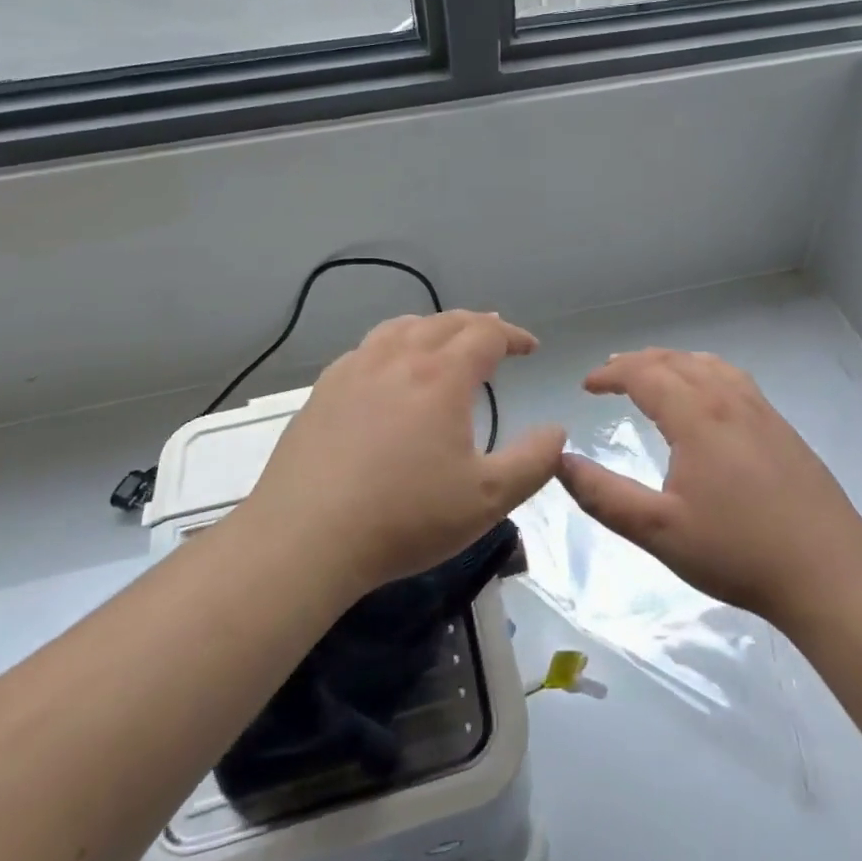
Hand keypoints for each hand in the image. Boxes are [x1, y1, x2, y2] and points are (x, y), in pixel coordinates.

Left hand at [244, 310, 565, 596]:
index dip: (513, 335)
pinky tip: (387, 371)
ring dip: (432, 328)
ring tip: (444, 342)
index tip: (530, 347)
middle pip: (444, 322)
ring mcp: (353, 371)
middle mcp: (397, 359)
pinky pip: (366, 349)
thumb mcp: (488, 499)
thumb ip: (533, 461)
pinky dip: (392, 346)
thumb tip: (556, 431)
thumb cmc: (405, 517)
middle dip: (477, 325)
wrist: (305, 539)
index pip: (486, 334)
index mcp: (441, 376)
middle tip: (495, 338)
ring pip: (400, 328)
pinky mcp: (321, 392)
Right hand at [557, 349, 861, 630]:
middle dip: (637, 362)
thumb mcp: (658, 530)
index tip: (587, 385)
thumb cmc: (737, 550)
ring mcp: (761, 411)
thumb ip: (603, 495)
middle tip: (610, 375)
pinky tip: (707, 395)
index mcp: (697, 416)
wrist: (828, 571)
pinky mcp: (782, 428)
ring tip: (652, 373)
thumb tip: (560, 461)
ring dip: (672, 361)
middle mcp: (729, 400)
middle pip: (676, 361)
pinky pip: (733, 378)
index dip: (611, 374)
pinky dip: (704, 370)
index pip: (645, 373)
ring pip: (708, 364)